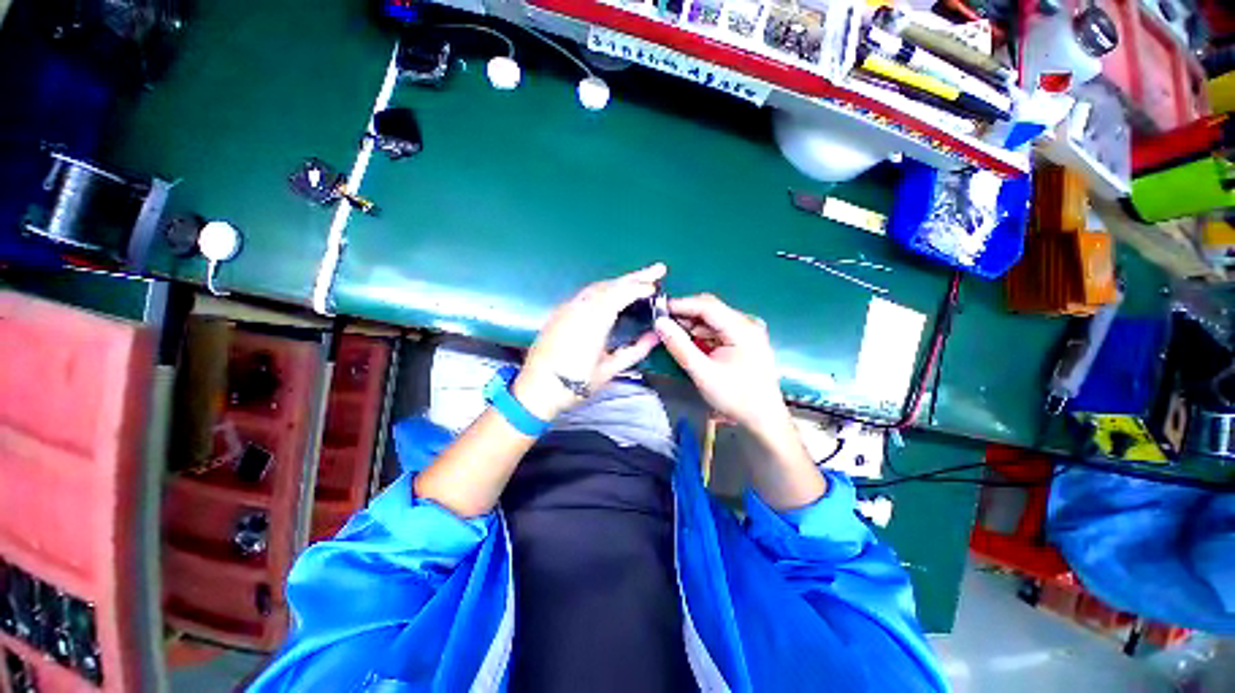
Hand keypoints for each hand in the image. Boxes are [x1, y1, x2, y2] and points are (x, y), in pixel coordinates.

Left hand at [513, 264, 665, 419]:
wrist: (537, 389)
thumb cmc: (575, 383)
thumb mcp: (609, 369)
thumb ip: (635, 350)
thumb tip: (655, 336)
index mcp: (592, 321)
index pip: (620, 294)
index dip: (640, 288)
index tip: (657, 287)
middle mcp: (579, 307)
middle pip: (610, 285)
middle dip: (635, 276)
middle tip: (657, 270)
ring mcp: (567, 307)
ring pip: (598, 287)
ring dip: (620, 282)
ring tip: (639, 280)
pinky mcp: (560, 311)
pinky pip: (587, 293)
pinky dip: (605, 289)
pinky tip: (613, 293)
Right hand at [654, 293, 790, 437]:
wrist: (763, 418)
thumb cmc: (735, 397)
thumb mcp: (703, 373)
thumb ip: (680, 346)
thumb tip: (660, 323)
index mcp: (742, 328)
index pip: (706, 306)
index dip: (680, 305)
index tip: (658, 310)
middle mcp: (747, 323)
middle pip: (710, 310)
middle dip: (685, 315)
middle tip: (661, 324)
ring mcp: (747, 331)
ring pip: (713, 319)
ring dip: (692, 325)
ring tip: (671, 334)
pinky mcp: (744, 340)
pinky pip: (718, 329)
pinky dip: (702, 334)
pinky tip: (689, 342)